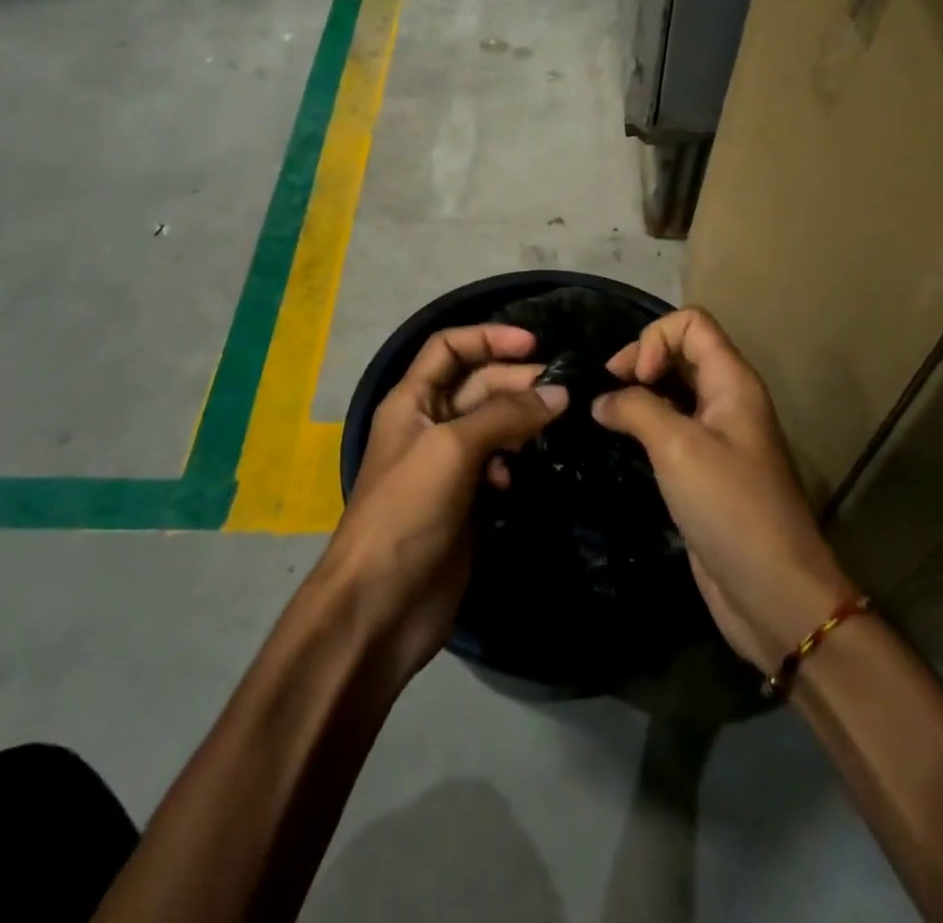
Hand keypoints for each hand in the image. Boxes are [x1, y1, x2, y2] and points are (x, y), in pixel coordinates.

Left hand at [322, 324, 566, 678]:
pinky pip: (497, 464)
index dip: (488, 337)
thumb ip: (505, 415)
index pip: (449, 347)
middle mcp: (430, 424)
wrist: (380, 605)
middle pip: (478, 384)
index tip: (535, 344)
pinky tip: (519, 475)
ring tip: (553, 427)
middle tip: (561, 393)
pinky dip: (512, 461)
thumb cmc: (407, 511)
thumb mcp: (452, 449)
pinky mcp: (466, 500)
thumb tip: (559, 394)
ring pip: (493, 424)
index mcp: (412, 400)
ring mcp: (448, 464)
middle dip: (516, 381)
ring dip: (521, 421)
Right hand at [593, 308, 855, 674]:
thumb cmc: (731, 508)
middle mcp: (726, 401)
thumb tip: (601, 400)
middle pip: (680, 352)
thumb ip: (636, 409)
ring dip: (637, 395)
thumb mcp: (679, 447)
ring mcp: (716, 437)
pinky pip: (670, 429)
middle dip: (639, 362)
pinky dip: (642, 426)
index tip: (634, 379)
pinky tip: (617, 444)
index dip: (655, 339)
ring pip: (672, 391)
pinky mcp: (703, 471)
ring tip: (602, 416)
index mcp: (732, 382)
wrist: (773, 593)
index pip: (691, 324)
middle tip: (605, 396)